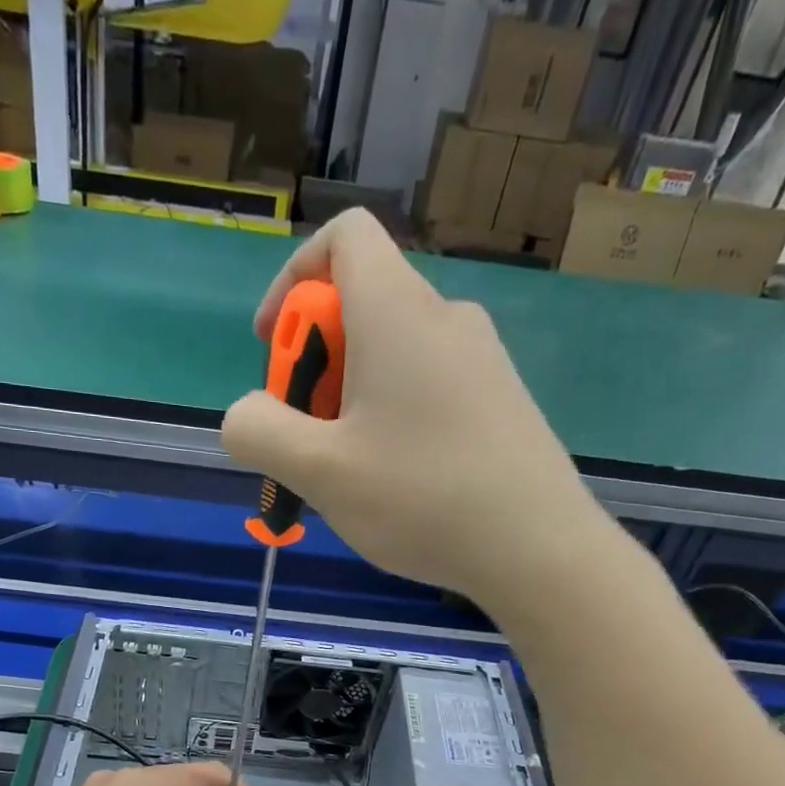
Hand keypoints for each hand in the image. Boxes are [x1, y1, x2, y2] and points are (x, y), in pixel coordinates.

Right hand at [221, 208, 601, 607]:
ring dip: (349, 398)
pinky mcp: (499, 400)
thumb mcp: (318, 471)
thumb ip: (259, 431)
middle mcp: (445, 317)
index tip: (274, 347)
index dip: (293, 279)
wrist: (539, 549)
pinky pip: (426, 385)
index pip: (344, 235)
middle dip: (313, 362)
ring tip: (346, 473)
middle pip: (360, 303)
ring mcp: (481, 359)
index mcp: (398, 312)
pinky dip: (390, 415)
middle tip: (305, 438)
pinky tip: (394, 481)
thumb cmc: (423, 499)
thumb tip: (245, 414)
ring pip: (392, 353)